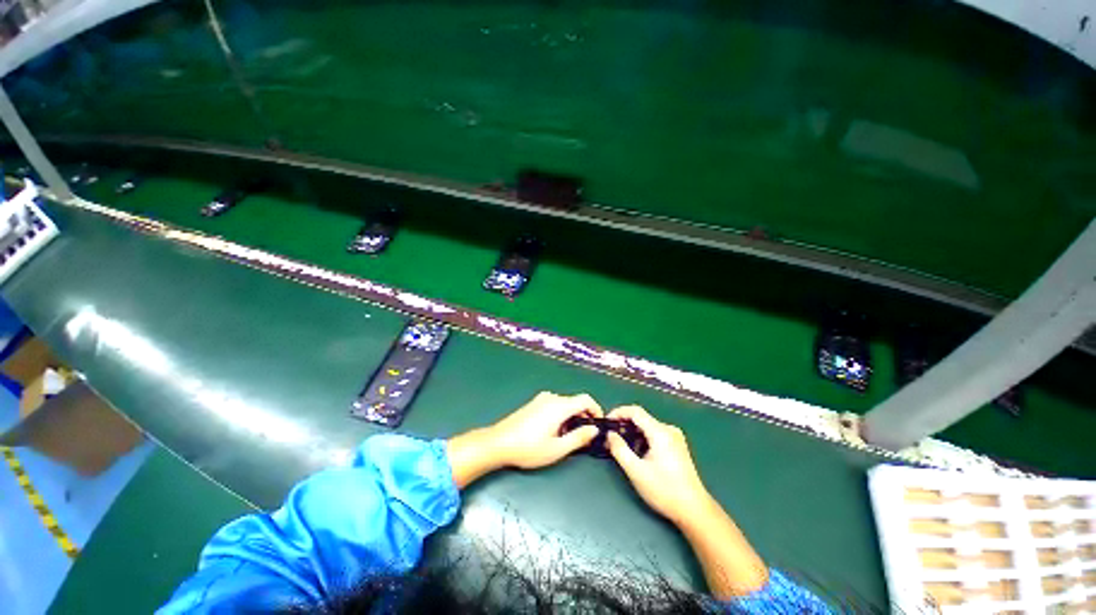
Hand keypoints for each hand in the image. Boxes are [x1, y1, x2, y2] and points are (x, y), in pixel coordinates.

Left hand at [448, 392, 601, 487]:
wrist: (499, 443)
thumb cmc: (529, 448)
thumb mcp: (557, 449)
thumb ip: (579, 438)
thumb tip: (594, 429)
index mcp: (559, 406)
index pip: (585, 399)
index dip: (596, 409)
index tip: (598, 424)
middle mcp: (551, 397)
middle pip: (575, 402)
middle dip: (583, 416)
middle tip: (584, 436)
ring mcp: (541, 399)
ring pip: (564, 404)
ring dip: (571, 417)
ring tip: (568, 437)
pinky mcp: (533, 403)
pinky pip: (554, 405)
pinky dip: (561, 415)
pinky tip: (554, 431)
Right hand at [606, 405, 710, 525]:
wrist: (694, 510)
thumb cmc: (664, 490)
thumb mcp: (636, 471)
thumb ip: (619, 449)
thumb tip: (610, 434)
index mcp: (660, 432)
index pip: (635, 411)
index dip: (618, 412)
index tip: (606, 423)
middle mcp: (669, 430)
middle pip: (641, 418)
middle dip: (624, 425)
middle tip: (611, 438)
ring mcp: (675, 437)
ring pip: (648, 427)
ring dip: (633, 433)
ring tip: (621, 447)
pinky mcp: (677, 446)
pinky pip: (655, 434)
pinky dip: (643, 439)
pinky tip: (637, 453)